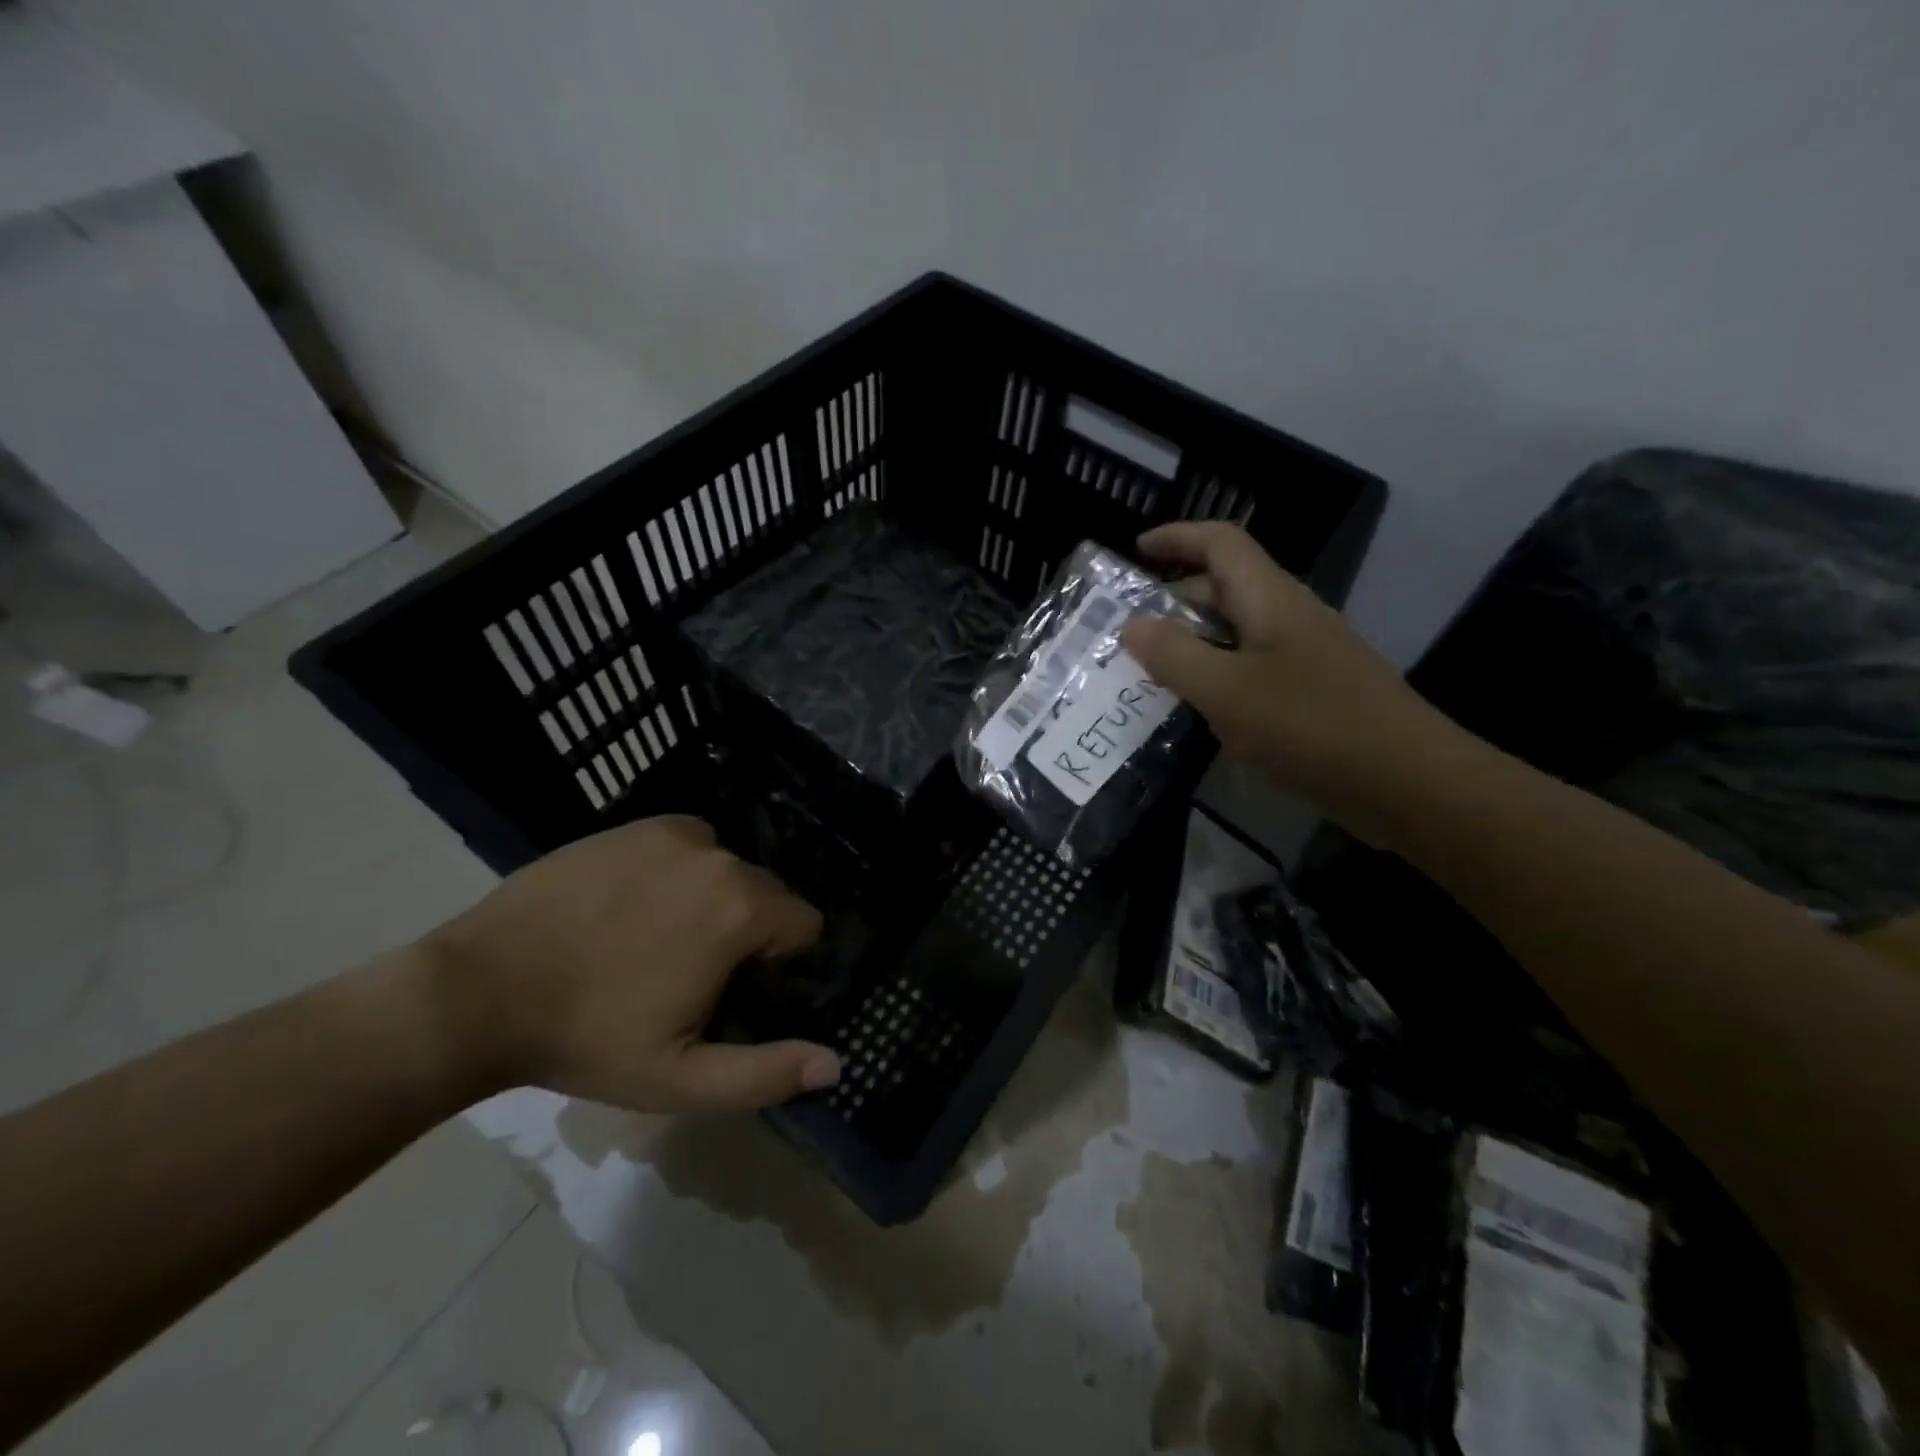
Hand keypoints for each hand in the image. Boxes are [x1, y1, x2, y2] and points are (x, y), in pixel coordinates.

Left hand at [417, 816, 838, 1110]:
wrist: (479, 991)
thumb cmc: (587, 1039)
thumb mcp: (679, 1078)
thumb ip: (765, 1073)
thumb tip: (836, 1064)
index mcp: (741, 910)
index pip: (805, 925)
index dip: (778, 964)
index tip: (732, 991)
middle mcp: (720, 857)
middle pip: (767, 894)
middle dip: (748, 931)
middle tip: (690, 973)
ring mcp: (674, 836)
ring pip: (727, 869)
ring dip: (714, 900)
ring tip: (657, 940)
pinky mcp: (636, 826)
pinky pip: (688, 845)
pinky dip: (680, 870)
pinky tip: (635, 905)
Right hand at [1119, 522, 1472, 843]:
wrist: (1408, 782)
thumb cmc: (1311, 726)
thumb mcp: (1227, 691)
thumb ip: (1174, 656)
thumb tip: (1132, 625)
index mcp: (1271, 600)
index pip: (1221, 543)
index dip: (1178, 537)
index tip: (1136, 549)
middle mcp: (1290, 617)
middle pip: (1226, 588)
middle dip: (1175, 600)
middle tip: (1129, 631)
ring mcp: (1306, 657)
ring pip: (1238, 634)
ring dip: (1194, 644)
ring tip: (1151, 673)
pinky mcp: (1313, 694)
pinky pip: (1253, 671)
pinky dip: (1219, 678)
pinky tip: (1201, 712)